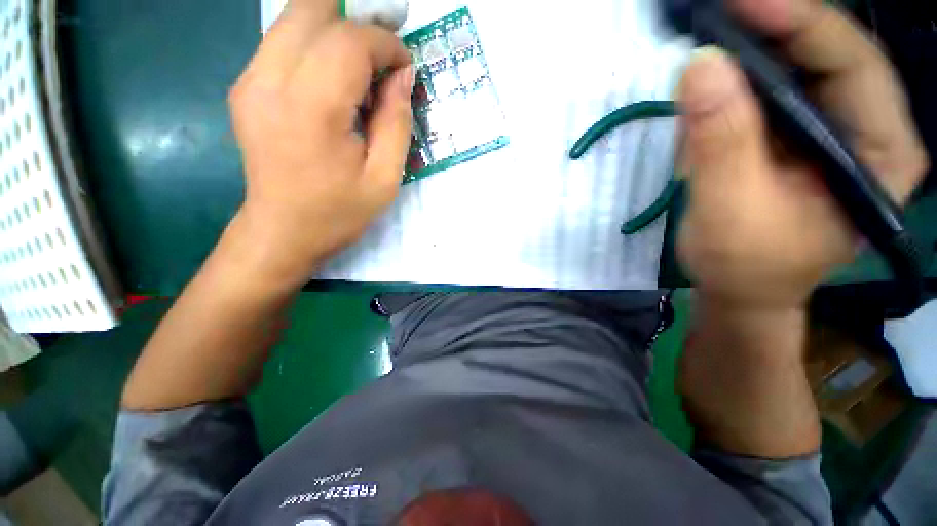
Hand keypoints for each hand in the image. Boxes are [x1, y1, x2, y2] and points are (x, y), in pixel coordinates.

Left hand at [227, 0, 413, 286]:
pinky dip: (316, 47)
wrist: (282, 231)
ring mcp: (250, 79)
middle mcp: (270, 80)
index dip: (385, 44)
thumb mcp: (384, 178)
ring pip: (294, 18)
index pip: (349, 41)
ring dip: (336, 32)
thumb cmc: (338, 212)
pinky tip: (334, 83)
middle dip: (357, 23)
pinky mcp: (245, 86)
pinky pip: (282, 42)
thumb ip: (397, 122)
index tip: (403, 67)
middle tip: (383, 56)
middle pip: (312, 9)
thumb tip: (403, 76)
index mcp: (311, 108)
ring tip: (362, 69)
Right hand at [676, 0, 928, 308]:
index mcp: (880, 153)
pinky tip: (706, 100)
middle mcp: (865, 130)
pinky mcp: (794, 138)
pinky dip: (733, 87)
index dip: (800, 22)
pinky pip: (767, 95)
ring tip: (704, 65)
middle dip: (769, 32)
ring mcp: (829, 132)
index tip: (740, 2)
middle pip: (824, 56)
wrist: (739, 289)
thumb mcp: (729, 210)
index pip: (852, 64)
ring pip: (793, 70)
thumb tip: (700, 65)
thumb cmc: (743, 265)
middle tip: (714, 17)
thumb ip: (720, 142)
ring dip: (746, 58)